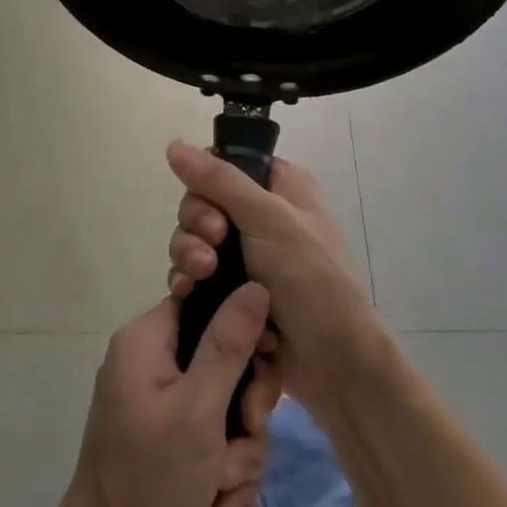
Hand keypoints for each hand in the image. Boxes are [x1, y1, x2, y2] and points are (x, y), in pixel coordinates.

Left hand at [59, 284, 280, 506]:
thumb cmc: (150, 476)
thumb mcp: (199, 407)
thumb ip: (230, 344)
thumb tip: (255, 285)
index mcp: (148, 339)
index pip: (208, 302)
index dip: (244, 327)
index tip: (267, 357)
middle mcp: (154, 363)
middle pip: (226, 359)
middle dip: (245, 409)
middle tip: (246, 432)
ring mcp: (163, 404)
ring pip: (229, 407)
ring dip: (238, 453)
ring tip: (221, 487)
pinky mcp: (172, 440)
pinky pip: (217, 441)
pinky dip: (225, 474)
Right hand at [166, 141, 387, 420]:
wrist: (333, 363)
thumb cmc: (310, 280)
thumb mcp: (268, 219)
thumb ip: (219, 180)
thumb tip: (173, 144)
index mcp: (281, 187)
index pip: (224, 166)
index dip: (207, 186)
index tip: (213, 212)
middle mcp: (262, 215)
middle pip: (202, 204)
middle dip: (196, 228)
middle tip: (211, 253)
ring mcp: (247, 255)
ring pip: (194, 240)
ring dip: (190, 257)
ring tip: (200, 278)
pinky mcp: (233, 290)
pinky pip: (195, 275)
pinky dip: (189, 282)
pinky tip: (188, 295)